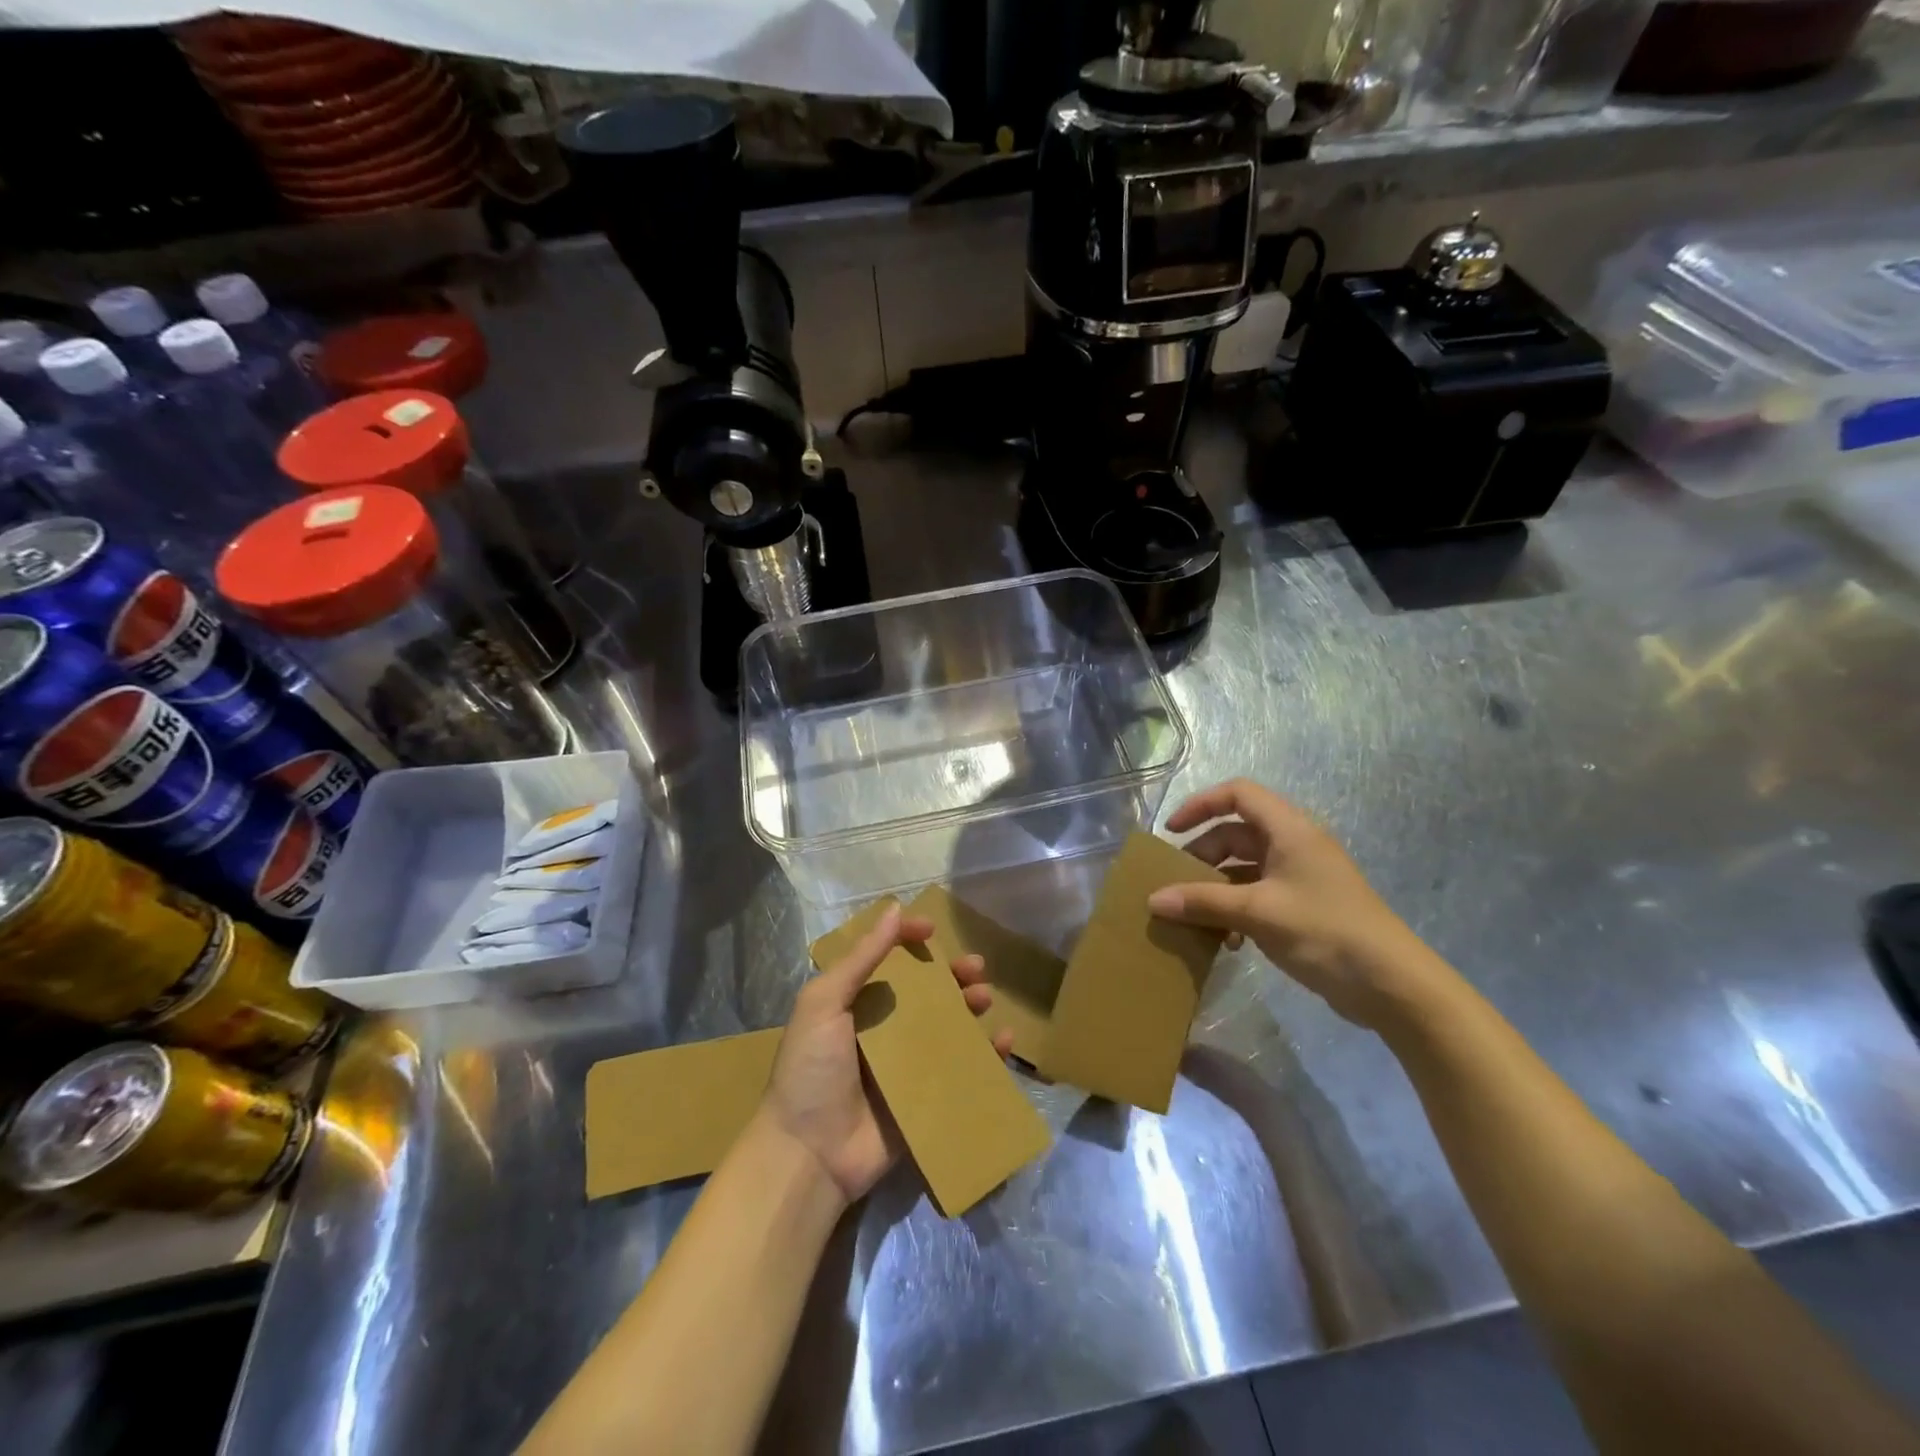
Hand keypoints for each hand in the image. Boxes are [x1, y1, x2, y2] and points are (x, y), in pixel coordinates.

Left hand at [762, 903, 1013, 1204]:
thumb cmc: (811, 1070)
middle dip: (951, 974)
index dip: (908, 940)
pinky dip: (985, 1054)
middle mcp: (883, 1028)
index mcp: (855, 1003)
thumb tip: (894, 910)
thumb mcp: (823, 1003)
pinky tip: (1002, 1041)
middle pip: (925, 991)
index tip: (932, 931)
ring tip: (983, 998)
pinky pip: (961, 1069)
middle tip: (975, 967)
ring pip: (947, 1026)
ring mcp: (906, 1064)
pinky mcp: (925, 1097)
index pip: (887, 960)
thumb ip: (860, 959)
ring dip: (969, 1007)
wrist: (810, 1154)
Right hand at [1146, 779, 1442, 1028]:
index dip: (1201, 805)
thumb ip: (1203, 902)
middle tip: (1176, 884)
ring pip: (1243, 868)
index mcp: (1289, 831)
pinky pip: (1256, 895)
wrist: (1392, 985)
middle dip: (1202, 856)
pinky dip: (1235, 910)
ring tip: (1193, 916)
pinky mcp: (1302, 908)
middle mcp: (1293, 846)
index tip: (1172, 832)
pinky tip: (1226, 941)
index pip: (1238, 794)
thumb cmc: (1325, 931)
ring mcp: (1299, 878)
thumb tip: (1153, 900)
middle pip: (1236, 834)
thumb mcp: (1257, 913)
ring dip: (1216, 888)